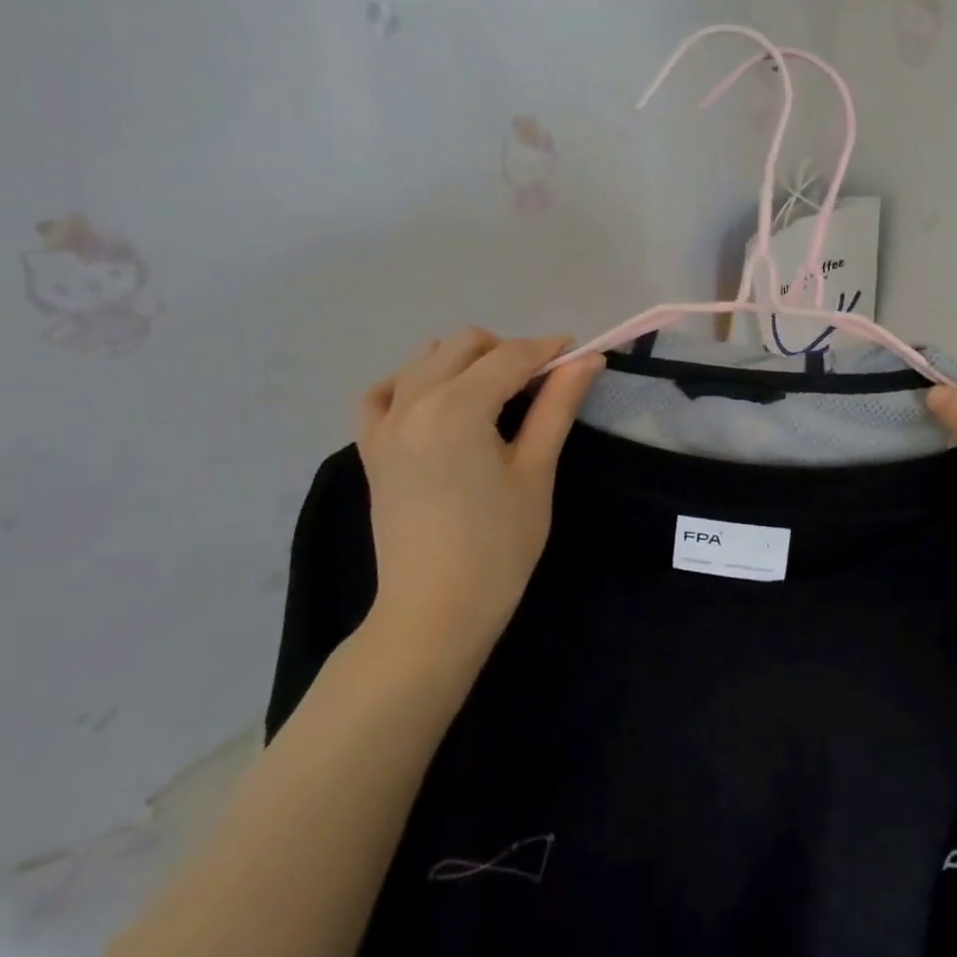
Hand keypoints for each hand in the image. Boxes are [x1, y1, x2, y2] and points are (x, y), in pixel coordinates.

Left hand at [354, 329, 601, 668]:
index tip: (579, 356)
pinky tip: (435, 403)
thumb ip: (557, 407)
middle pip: (465, 344)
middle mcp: (413, 401)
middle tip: (540, 385)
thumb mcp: (536, 472)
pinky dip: (412, 382)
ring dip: (464, 361)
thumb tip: (587, 360)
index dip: (549, 350)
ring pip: (425, 358)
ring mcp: (384, 423)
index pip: (511, 356)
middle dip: (508, 352)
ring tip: (494, 396)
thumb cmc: (498, 546)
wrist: (434, 611)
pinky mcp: (369, 447)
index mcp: (458, 407)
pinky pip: (383, 392)